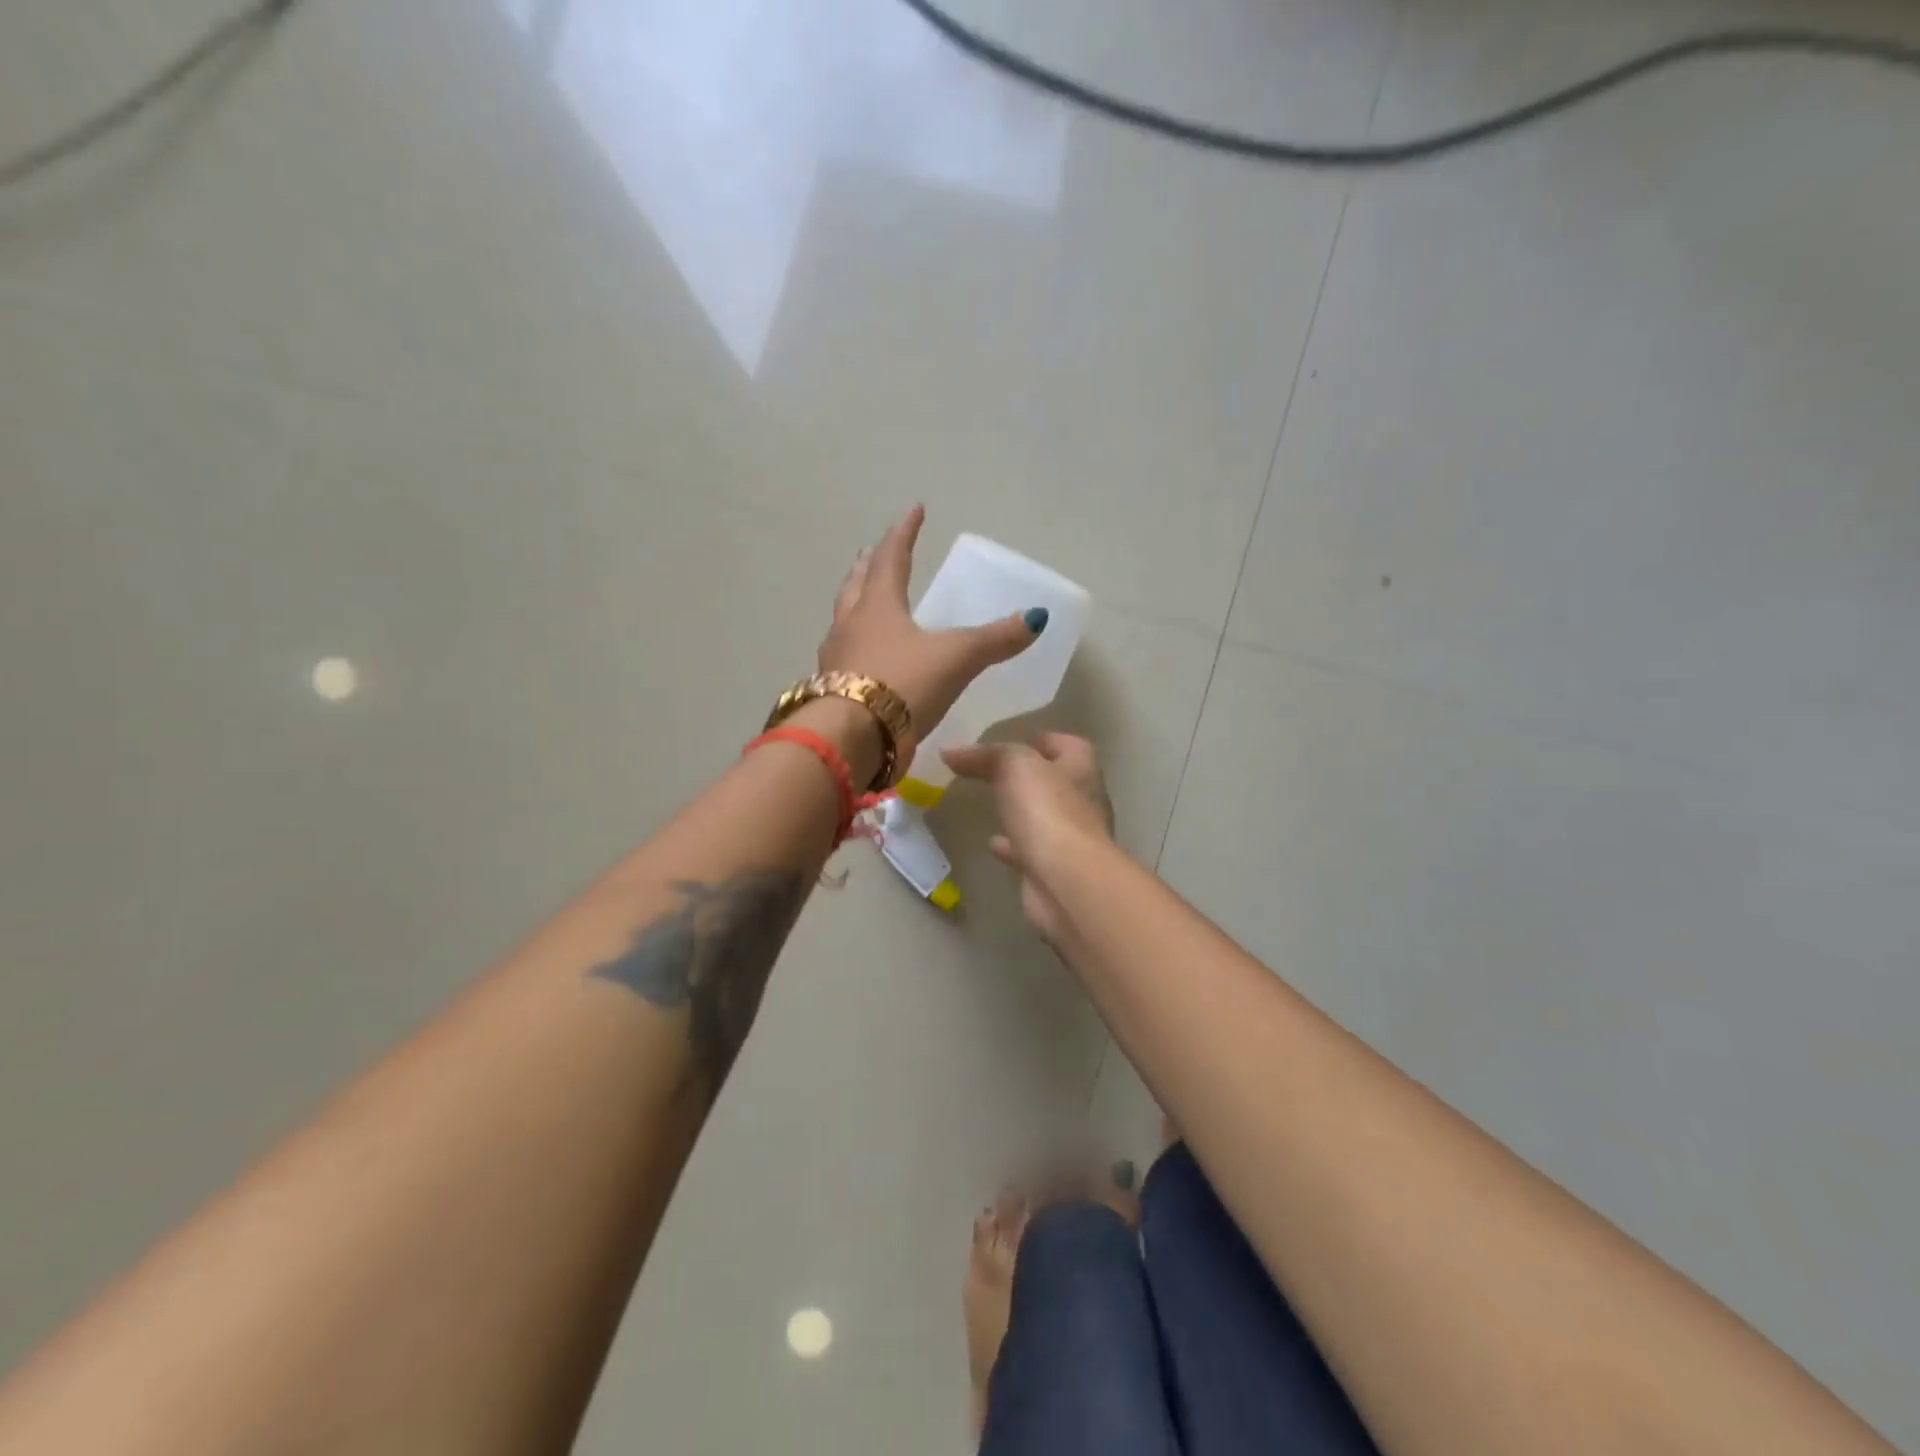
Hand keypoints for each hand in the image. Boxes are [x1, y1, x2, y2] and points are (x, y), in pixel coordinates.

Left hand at [819, 506, 1045, 764]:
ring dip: (855, 604)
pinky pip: (842, 657)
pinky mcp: (831, 692)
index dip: (904, 532)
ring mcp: (835, 659)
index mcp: (878, 606)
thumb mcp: (957, 658)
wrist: (851, 740)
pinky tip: (863, 659)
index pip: (891, 557)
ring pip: (844, 620)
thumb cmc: (903, 685)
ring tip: (864, 601)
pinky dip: (854, 646)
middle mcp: (850, 625)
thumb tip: (1036, 618)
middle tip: (870, 552)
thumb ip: (995, 639)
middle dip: (868, 565)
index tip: (914, 510)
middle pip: (856, 584)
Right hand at [942, 733, 1114, 943]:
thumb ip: (985, 756)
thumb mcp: (1014, 767)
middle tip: (999, 774)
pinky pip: (1031, 852)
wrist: (1067, 882)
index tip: (1022, 740)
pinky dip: (1013, 847)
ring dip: (1024, 813)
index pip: (1072, 746)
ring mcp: (1071, 840)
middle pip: (1059, 783)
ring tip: (994, 806)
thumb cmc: (1048, 812)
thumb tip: (950, 750)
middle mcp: (1083, 803)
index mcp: (1081, 770)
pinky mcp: (1055, 871)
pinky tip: (993, 844)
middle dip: (1033, 778)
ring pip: (1045, 819)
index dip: (1049, 741)